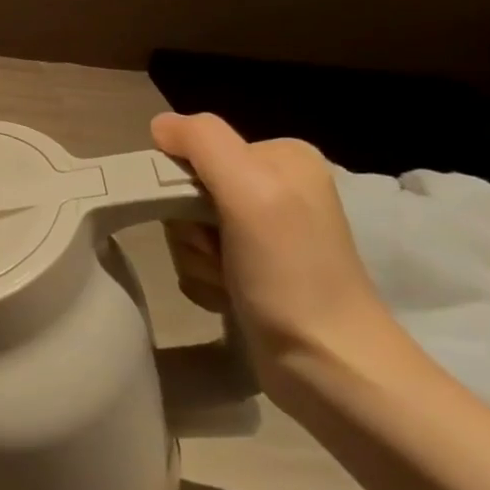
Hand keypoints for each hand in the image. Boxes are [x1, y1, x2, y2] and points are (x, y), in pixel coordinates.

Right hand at [151, 112, 398, 392]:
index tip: (205, 219)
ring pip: (186, 227)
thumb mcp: (251, 192)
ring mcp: (263, 231)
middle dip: (188, 227)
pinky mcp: (253, 269)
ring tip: (227, 281)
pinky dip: (202, 278)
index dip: (181, 185)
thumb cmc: (291, 274)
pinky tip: (227, 296)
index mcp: (280, 158)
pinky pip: (196, 258)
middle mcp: (274, 187)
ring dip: (193, 257)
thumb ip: (204, 143)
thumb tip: (159, 124)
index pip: (194, 150)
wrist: (330, 366)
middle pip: (185, 189)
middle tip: (218, 254)